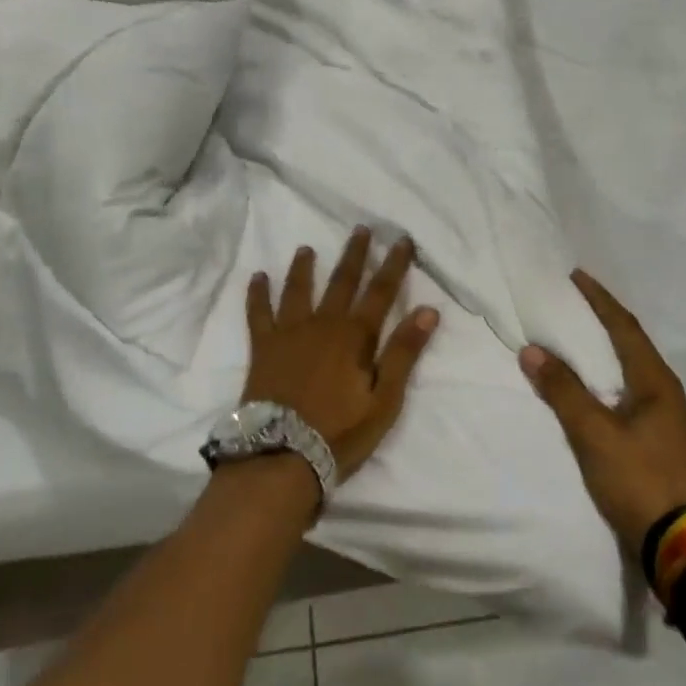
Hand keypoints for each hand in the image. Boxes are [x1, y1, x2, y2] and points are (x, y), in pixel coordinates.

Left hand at [245, 229, 438, 479]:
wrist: (282, 456)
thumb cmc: (340, 432)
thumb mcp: (384, 399)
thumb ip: (404, 353)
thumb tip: (429, 310)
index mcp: (355, 335)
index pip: (381, 291)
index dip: (394, 264)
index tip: (403, 240)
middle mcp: (323, 323)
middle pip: (342, 281)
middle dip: (354, 254)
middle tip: (361, 229)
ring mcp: (290, 332)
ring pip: (299, 289)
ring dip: (304, 267)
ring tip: (306, 248)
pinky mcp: (263, 347)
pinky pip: (259, 313)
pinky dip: (258, 294)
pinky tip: (257, 277)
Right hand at [521, 269, 685, 549]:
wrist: (681, 545)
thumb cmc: (639, 479)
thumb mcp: (594, 434)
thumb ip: (563, 390)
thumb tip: (532, 350)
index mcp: (655, 381)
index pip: (623, 326)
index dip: (599, 299)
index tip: (576, 276)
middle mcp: (664, 392)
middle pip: (631, 342)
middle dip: (603, 318)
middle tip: (574, 300)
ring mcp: (664, 418)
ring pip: (630, 368)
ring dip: (605, 347)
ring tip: (577, 335)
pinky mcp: (657, 441)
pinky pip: (627, 391)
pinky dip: (605, 376)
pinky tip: (590, 385)